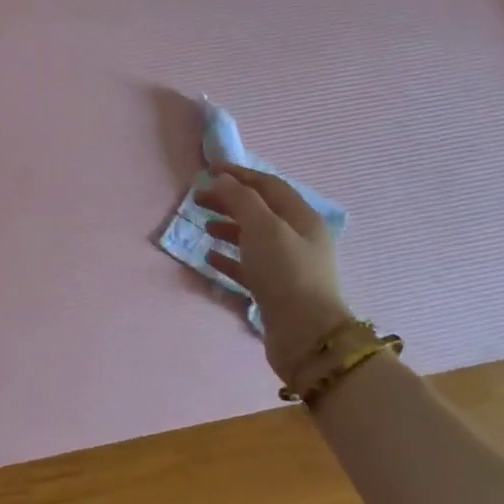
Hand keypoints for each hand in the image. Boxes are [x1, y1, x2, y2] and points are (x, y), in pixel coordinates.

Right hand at [194, 166, 355, 381]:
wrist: (305, 334)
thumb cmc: (285, 272)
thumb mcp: (262, 227)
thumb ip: (240, 199)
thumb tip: (222, 179)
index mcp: (301, 218)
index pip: (268, 186)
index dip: (239, 175)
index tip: (209, 170)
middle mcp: (297, 238)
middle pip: (259, 210)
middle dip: (229, 200)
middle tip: (198, 199)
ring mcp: (287, 265)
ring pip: (253, 237)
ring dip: (228, 227)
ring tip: (204, 226)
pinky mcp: (274, 289)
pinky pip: (248, 266)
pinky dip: (228, 258)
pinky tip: (210, 257)